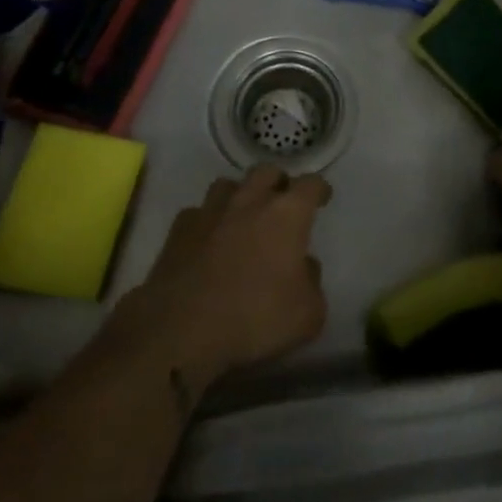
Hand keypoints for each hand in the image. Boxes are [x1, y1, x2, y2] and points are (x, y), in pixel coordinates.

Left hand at [112, 166, 330, 389]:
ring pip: (229, 184)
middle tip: (281, 201)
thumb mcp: (307, 315)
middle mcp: (250, 201)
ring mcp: (211, 211)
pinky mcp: (179, 230)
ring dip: (240, 195)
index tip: (322, 197)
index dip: (319, 189)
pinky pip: (197, 213)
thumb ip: (313, 283)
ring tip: (242, 216)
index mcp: (287, 213)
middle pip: (267, 171)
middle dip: (278, 182)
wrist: (181, 331)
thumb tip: (304, 266)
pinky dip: (207, 222)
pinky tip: (207, 240)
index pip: (310, 184)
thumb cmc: (254, 319)